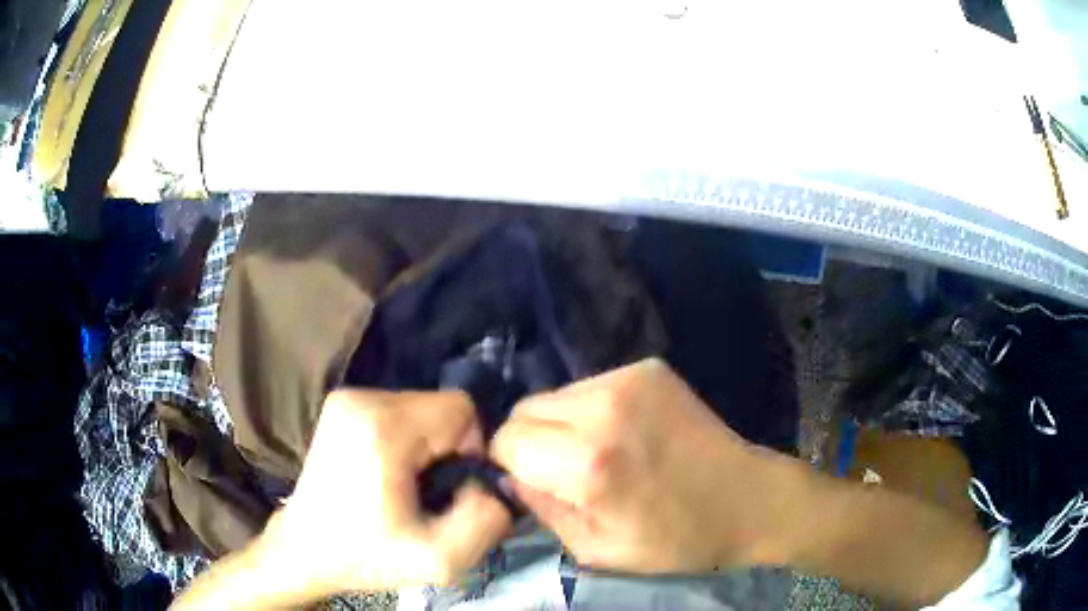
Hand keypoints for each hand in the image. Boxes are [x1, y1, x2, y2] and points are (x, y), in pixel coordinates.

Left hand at [260, 390, 511, 594]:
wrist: (305, 550)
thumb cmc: (367, 556)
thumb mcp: (441, 559)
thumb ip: (487, 519)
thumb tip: (495, 484)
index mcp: (382, 428)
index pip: (460, 409)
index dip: (469, 449)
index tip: (450, 488)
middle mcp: (361, 399)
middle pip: (440, 405)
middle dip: (448, 448)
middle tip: (429, 490)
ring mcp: (346, 398)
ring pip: (421, 406)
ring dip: (428, 444)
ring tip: (408, 484)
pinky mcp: (341, 405)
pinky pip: (399, 410)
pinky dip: (407, 438)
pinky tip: (390, 471)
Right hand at [491, 359, 790, 573]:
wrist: (748, 499)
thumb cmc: (675, 539)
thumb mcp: (596, 549)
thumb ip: (541, 510)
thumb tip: (508, 477)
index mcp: (588, 464)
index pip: (506, 439)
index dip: (509, 463)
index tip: (531, 481)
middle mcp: (604, 409)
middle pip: (524, 408)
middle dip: (530, 441)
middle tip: (564, 470)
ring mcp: (630, 379)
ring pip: (556, 394)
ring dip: (561, 423)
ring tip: (598, 451)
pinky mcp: (649, 368)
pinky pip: (591, 386)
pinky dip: (592, 409)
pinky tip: (625, 433)